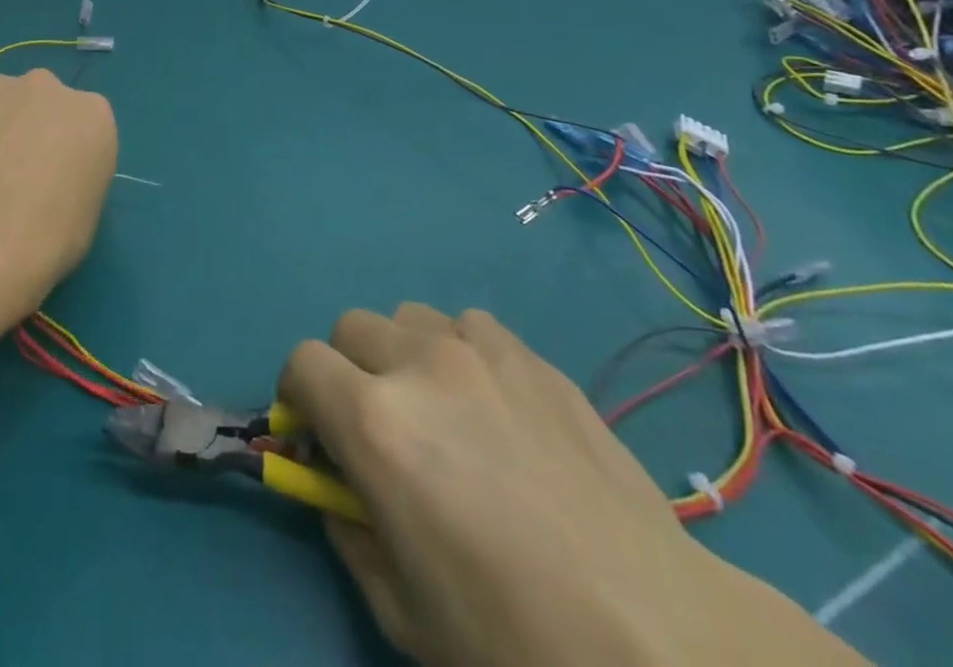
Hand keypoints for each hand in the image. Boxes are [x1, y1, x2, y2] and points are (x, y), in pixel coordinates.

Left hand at [0, 69, 116, 323]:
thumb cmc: (47, 239)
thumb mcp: (83, 215)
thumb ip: (68, 181)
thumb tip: (41, 186)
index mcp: (91, 114)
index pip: (79, 125)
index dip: (58, 154)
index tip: (43, 184)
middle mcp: (46, 86)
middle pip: (33, 103)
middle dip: (19, 131)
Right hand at [280, 305, 867, 666]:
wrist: (654, 633)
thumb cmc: (513, 639)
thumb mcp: (401, 608)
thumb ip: (347, 530)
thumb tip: (336, 489)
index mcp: (375, 423)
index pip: (302, 363)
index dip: (298, 397)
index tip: (315, 434)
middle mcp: (418, 365)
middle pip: (350, 328)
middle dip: (347, 372)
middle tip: (379, 428)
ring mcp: (478, 351)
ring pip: (408, 318)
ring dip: (403, 355)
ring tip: (440, 412)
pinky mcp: (529, 354)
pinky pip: (468, 326)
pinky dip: (459, 352)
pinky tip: (493, 406)